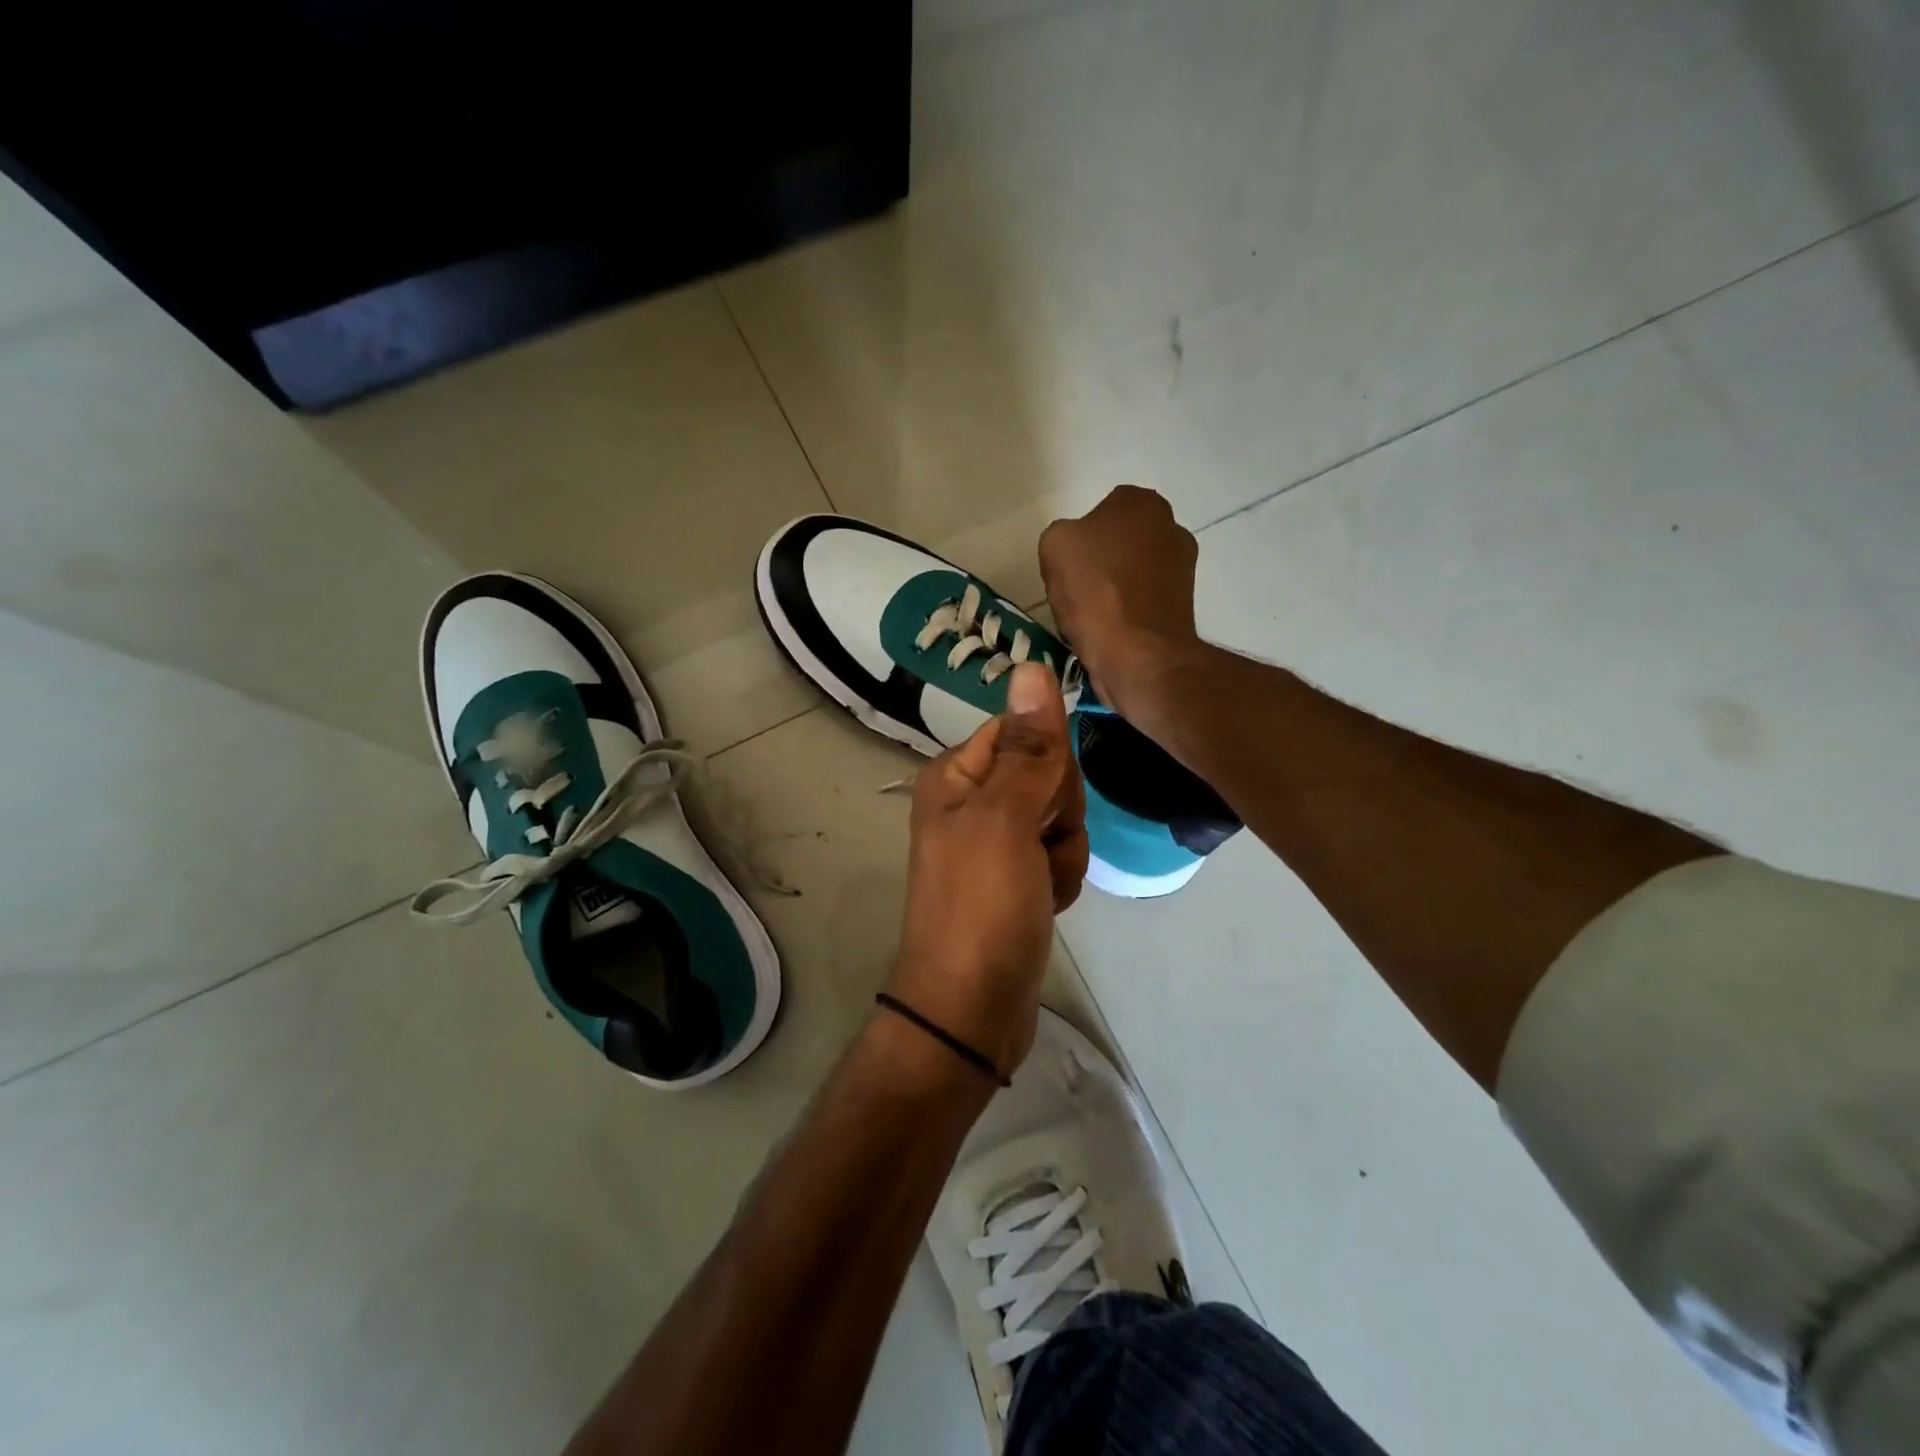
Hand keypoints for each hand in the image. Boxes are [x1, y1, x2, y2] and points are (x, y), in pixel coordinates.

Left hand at [885, 663, 1087, 1076]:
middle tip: (1038, 848)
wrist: (970, 1009)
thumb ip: (1028, 747)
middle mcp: (969, 803)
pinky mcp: (1014, 882)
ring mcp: (993, 845)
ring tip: (1039, 888)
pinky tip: (1044, 907)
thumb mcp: (1006, 819)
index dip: (1049, 765)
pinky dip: (1059, 881)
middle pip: (1046, 775)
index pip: (1022, 732)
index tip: (1047, 803)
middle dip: (1060, 814)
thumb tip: (1033, 666)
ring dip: (1064, 854)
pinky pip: (1057, 858)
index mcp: (955, 776)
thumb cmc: (982, 906)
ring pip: (1060, 820)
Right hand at [1038, 485, 1201, 712]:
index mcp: (1142, 502)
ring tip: (1092, 616)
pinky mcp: (1184, 605)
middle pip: (1121, 541)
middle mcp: (1172, 526)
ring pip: (1132, 572)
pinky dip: (1127, 612)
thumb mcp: (1055, 545)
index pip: (1103, 510)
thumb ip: (1064, 533)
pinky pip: (1143, 601)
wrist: (1137, 655)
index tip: (1068, 565)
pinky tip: (1110, 631)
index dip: (1081, 538)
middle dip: (1101, 561)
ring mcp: (1183, 567)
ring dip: (1114, 588)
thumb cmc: (1095, 591)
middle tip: (1077, 589)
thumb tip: (1077, 550)